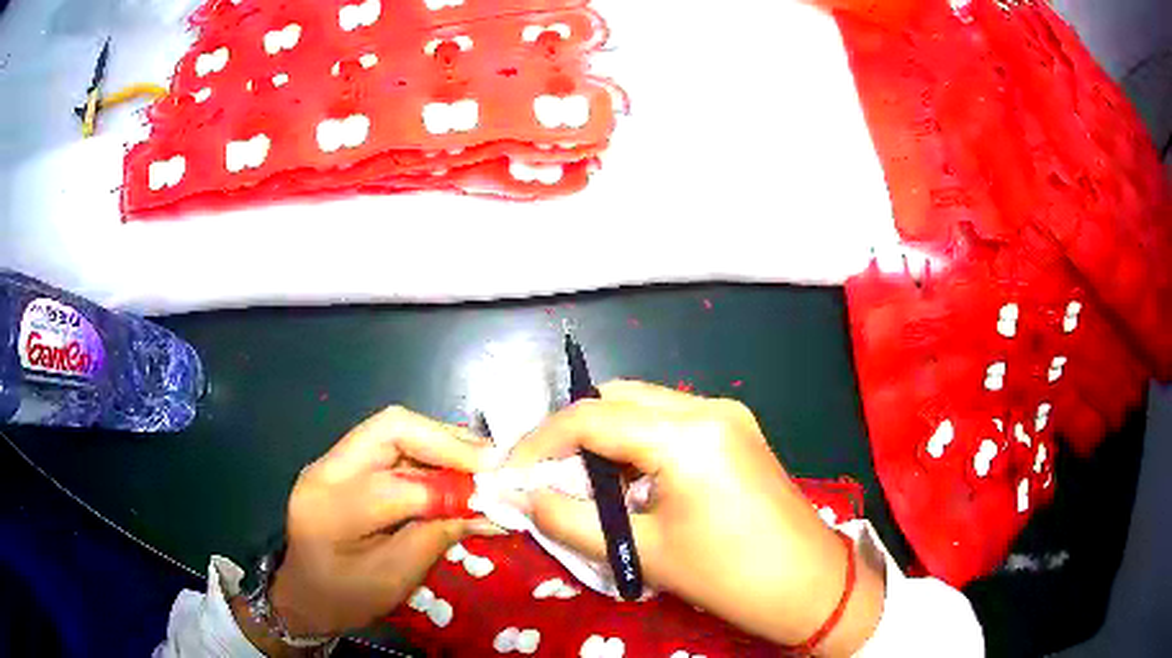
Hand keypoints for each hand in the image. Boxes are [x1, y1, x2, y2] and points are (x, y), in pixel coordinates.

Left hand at [258, 406, 501, 643]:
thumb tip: (487, 509)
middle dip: (446, 441)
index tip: (494, 495)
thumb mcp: (394, 580)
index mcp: (328, 510)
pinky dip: (428, 451)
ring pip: (394, 427)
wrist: (304, 594)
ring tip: (480, 463)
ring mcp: (332, 461)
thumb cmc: (345, 598)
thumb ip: (436, 538)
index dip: (449, 489)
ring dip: (441, 442)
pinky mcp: (343, 462)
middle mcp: (325, 470)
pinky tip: (453, 468)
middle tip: (489, 463)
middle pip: (391, 427)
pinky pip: (391, 442)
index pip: (395, 485)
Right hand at [506, 381, 885, 655]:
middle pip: (617, 399)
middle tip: (545, 475)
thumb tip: (520, 497)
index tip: (512, 471)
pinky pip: (670, 422)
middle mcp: (708, 407)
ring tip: (582, 483)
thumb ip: (569, 520)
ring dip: (605, 438)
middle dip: (573, 434)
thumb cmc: (727, 576)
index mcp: (687, 433)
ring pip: (644, 407)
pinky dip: (637, 444)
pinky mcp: (736, 431)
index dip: (541, 441)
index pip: (592, 417)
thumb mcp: (641, 552)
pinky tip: (628, 482)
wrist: (808, 586)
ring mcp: (727, 415)